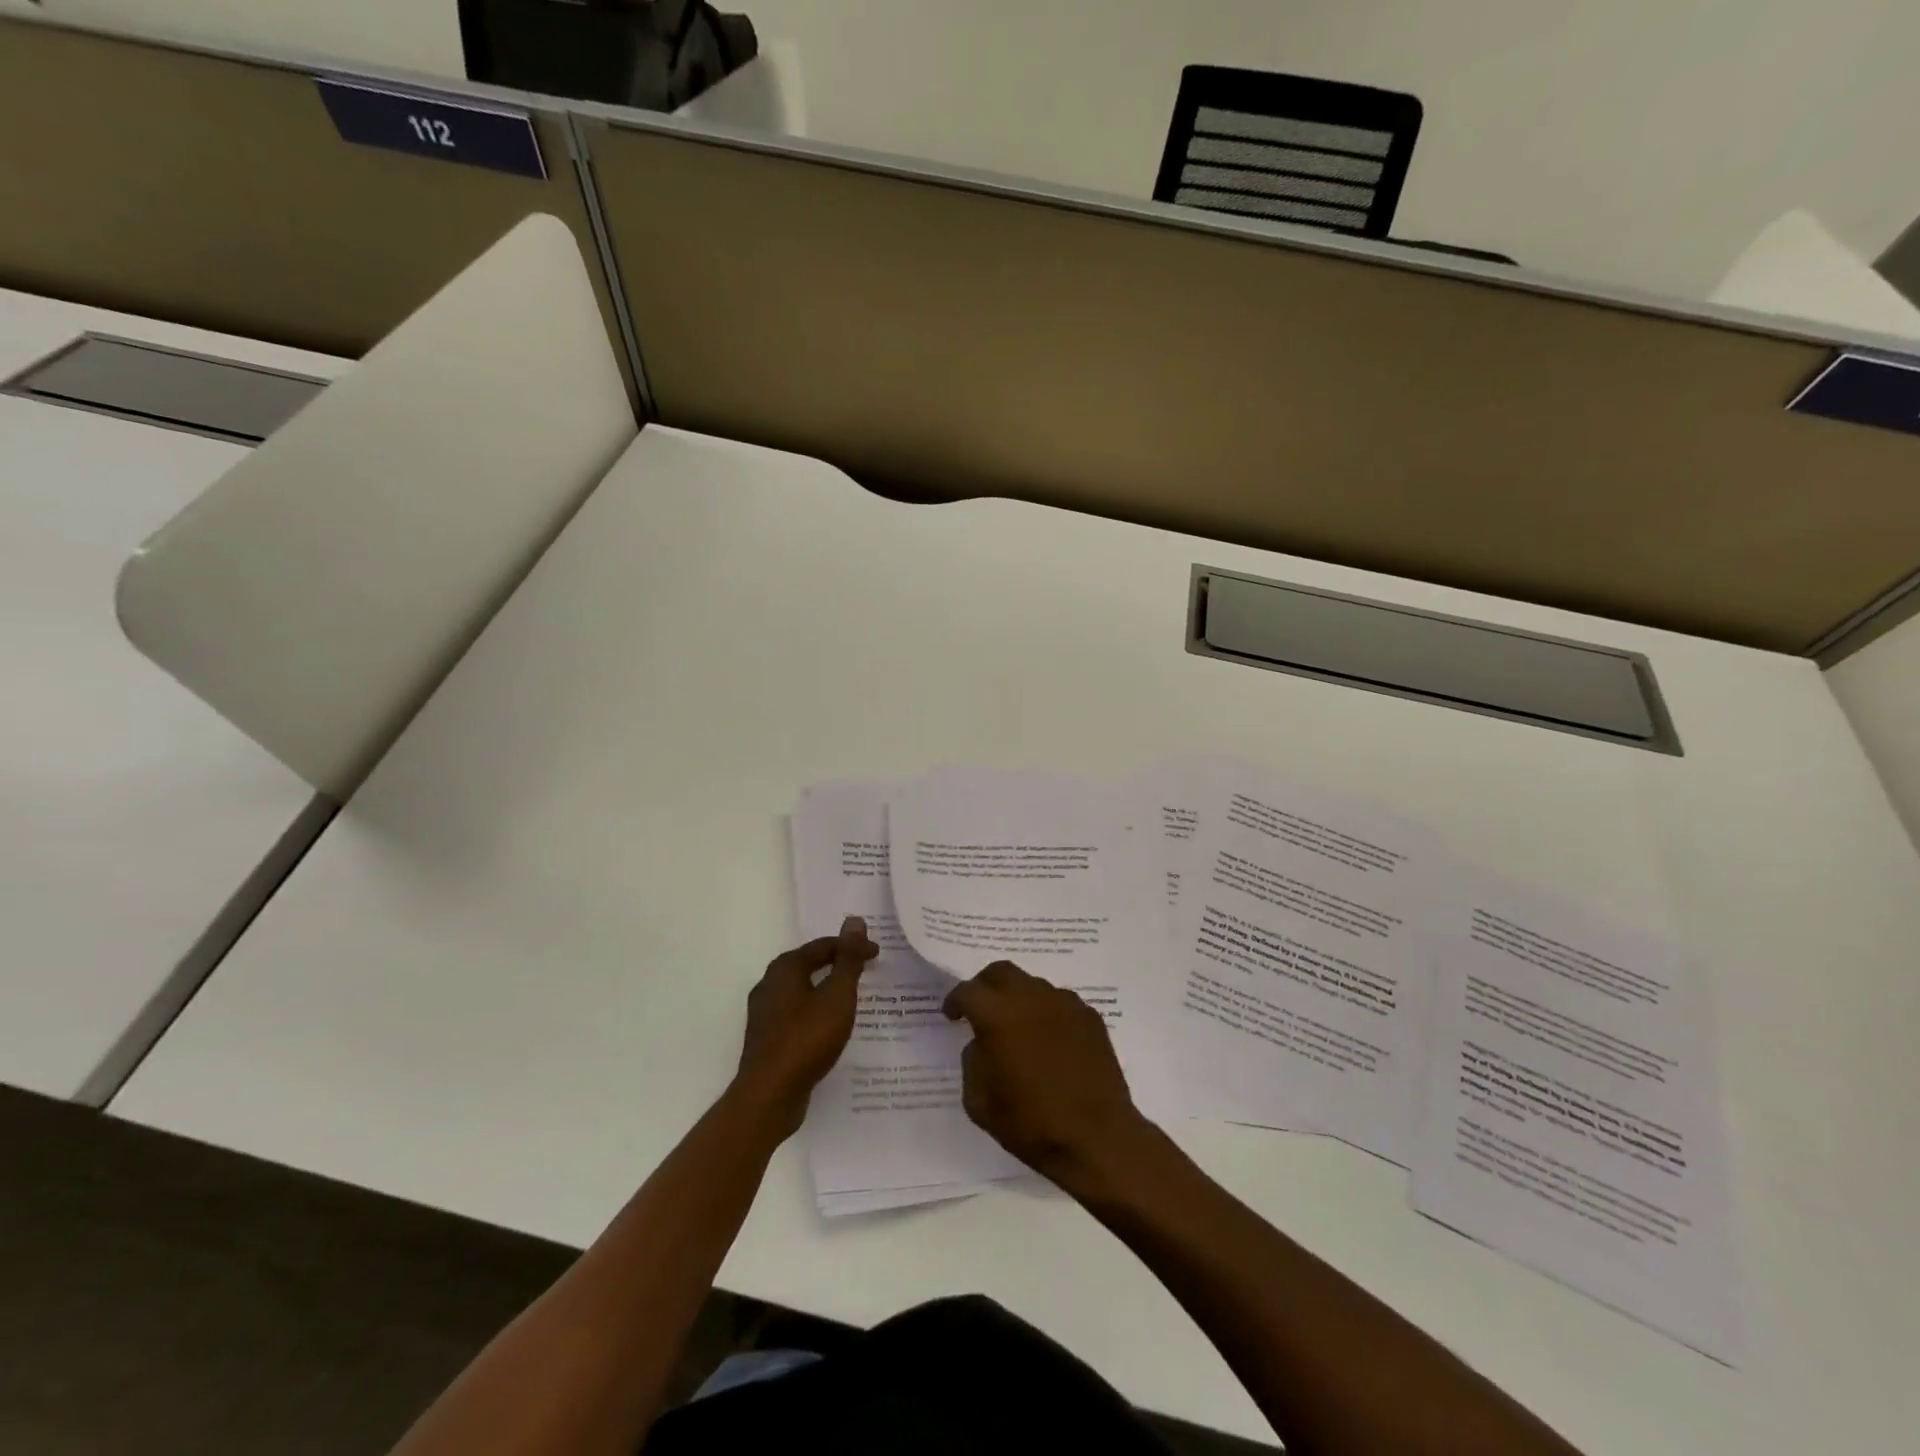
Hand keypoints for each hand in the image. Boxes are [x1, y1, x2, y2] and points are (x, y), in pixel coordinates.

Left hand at [735, 917, 877, 1136]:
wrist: (770, 1095)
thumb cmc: (807, 1038)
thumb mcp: (837, 995)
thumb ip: (848, 959)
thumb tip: (854, 920)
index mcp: (784, 968)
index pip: (824, 946)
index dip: (852, 947)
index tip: (877, 955)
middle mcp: (769, 985)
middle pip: (809, 965)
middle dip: (838, 966)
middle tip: (866, 971)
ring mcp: (765, 1014)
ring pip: (802, 992)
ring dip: (827, 991)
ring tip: (852, 999)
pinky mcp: (766, 1040)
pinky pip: (797, 1015)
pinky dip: (817, 1013)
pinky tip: (831, 1028)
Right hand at [943, 960, 1151, 1186]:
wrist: (1096, 1138)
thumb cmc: (1031, 1124)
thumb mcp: (980, 1102)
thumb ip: (972, 1062)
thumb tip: (982, 1043)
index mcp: (998, 1016)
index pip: (968, 991)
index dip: (955, 1001)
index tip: (952, 1015)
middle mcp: (1031, 998)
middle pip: (1001, 972)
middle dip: (985, 986)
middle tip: (981, 1009)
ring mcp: (1065, 1003)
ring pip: (1033, 985)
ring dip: (1018, 999)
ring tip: (1017, 1028)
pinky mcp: (1090, 1016)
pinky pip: (1059, 1002)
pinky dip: (1046, 1013)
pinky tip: (1048, 1040)